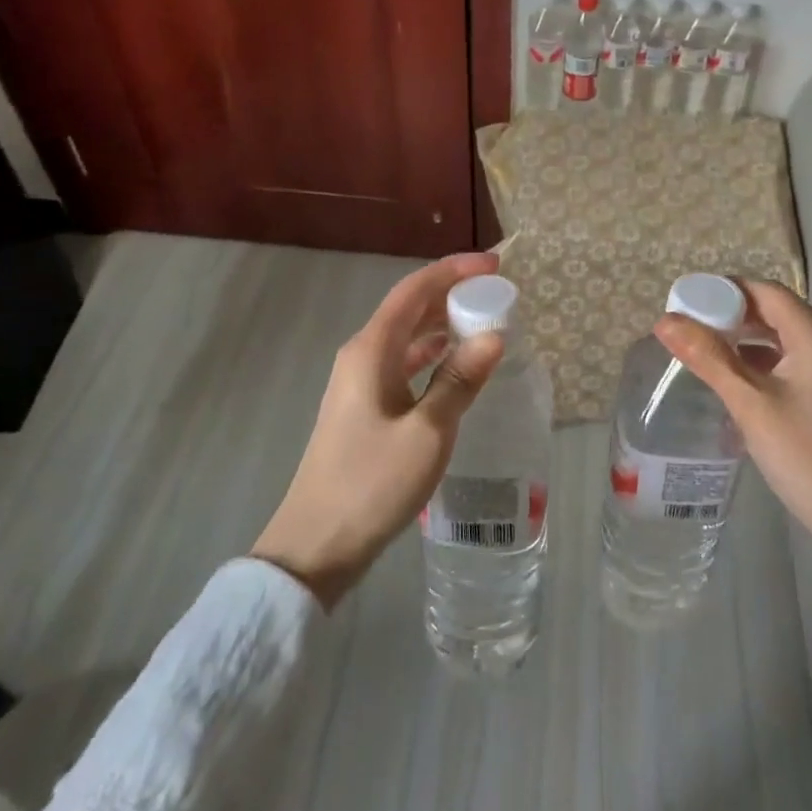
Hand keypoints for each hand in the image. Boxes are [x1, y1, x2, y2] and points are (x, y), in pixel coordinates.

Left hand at [253, 252, 504, 608]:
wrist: (316, 545)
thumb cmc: (372, 483)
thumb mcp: (428, 432)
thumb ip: (460, 380)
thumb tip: (494, 336)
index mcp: (371, 350)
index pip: (414, 290)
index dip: (453, 271)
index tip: (494, 265)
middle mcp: (361, 356)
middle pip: (409, 308)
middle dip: (452, 294)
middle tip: (496, 294)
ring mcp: (359, 382)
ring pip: (406, 337)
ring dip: (442, 325)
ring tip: (484, 323)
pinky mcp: (363, 407)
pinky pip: (402, 364)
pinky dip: (431, 355)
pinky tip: (454, 365)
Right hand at [656, 281, 811, 562]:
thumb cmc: (810, 458)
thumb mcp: (752, 405)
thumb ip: (708, 358)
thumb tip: (666, 321)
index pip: (765, 291)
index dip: (723, 290)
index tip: (684, 302)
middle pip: (775, 312)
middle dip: (730, 315)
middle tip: (686, 329)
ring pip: (783, 339)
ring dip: (745, 341)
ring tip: (702, 353)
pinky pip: (793, 363)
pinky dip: (762, 364)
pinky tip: (736, 383)